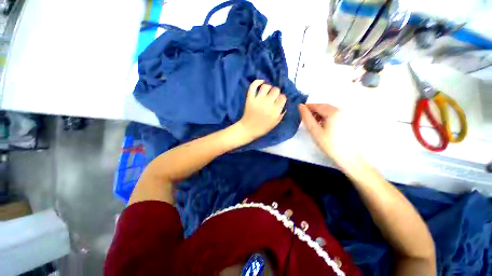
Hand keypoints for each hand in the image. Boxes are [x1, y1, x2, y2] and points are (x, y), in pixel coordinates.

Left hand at [236, 80, 286, 141]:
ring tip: (268, 91)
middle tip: (274, 96)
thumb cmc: (263, 128)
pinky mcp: (249, 98)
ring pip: (266, 86)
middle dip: (276, 92)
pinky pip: (253, 86)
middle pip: (276, 90)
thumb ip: (282, 112)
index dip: (282, 98)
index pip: (283, 97)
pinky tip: (261, 82)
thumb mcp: (275, 123)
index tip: (280, 100)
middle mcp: (267, 104)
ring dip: (269, 87)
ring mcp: (257, 100)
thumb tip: (285, 102)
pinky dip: (257, 82)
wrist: (248, 129)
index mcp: (274, 111)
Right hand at [299, 103, 355, 158]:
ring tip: (313, 122)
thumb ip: (307, 118)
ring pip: (329, 110)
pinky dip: (326, 116)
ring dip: (320, 113)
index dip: (308, 107)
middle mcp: (341, 111)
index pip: (317, 105)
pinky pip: (334, 114)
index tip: (300, 111)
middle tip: (305, 117)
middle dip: (314, 110)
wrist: (347, 156)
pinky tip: (322, 124)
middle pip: (324, 107)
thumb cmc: (328, 143)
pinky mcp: (347, 120)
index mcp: (333, 112)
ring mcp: (345, 115)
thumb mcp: (314, 130)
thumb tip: (300, 106)